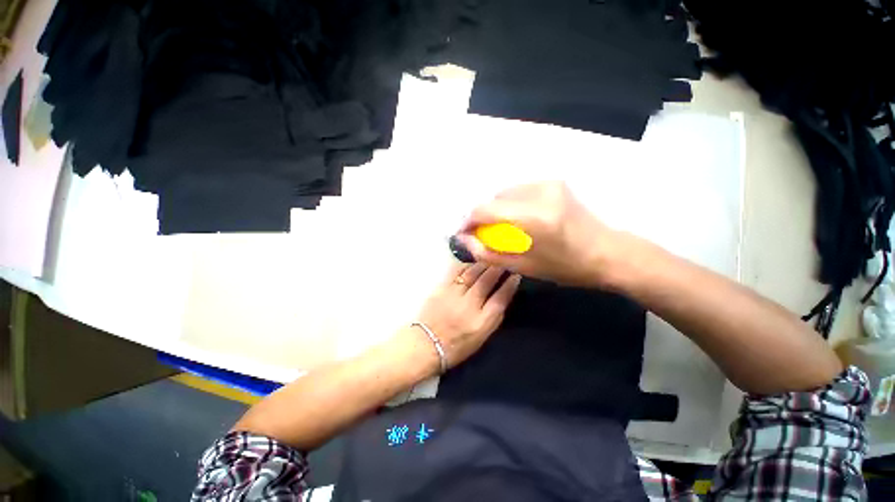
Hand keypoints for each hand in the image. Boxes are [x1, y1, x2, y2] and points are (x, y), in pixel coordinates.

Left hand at [415, 263, 520, 368]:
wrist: (426, 344)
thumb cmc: (457, 345)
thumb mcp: (482, 338)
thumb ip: (493, 317)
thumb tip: (502, 297)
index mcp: (482, 322)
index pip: (501, 298)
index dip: (510, 285)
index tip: (516, 275)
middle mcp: (469, 305)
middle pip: (487, 281)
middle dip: (498, 269)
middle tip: (505, 261)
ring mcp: (454, 295)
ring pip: (472, 273)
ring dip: (483, 264)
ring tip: (491, 259)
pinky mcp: (441, 288)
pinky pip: (456, 272)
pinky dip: (466, 265)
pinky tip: (472, 263)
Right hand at [457, 182, 621, 286]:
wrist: (607, 252)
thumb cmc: (566, 267)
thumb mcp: (523, 266)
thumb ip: (488, 253)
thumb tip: (464, 241)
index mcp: (533, 217)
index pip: (486, 210)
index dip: (469, 220)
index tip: (464, 233)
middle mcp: (539, 192)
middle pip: (494, 198)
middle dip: (484, 216)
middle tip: (485, 234)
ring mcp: (549, 183)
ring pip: (506, 192)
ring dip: (498, 209)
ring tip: (502, 227)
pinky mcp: (554, 182)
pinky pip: (520, 190)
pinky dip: (512, 203)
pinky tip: (519, 218)